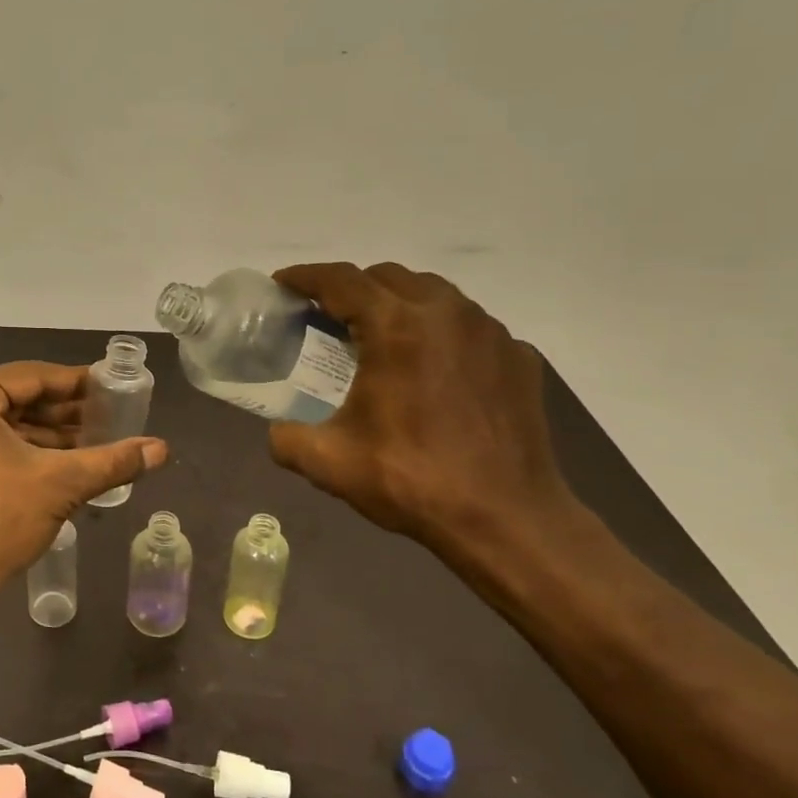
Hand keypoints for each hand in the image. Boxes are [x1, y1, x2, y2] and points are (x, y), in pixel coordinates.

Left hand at [0, 361, 167, 617]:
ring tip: (97, 439)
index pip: (32, 377)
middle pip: (17, 398)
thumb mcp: (60, 483)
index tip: (114, 386)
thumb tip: (162, 448)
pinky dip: (24, 449)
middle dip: (65, 412)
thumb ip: (112, 461)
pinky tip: (65, 458)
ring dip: (48, 433)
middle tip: (111, 416)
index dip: (78, 383)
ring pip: (4, 421)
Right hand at [267, 263, 578, 562]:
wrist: (507, 520)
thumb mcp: (329, 462)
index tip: (282, 284)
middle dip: (351, 288)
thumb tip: (278, 432)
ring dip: (397, 303)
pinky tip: (432, 369)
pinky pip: (469, 326)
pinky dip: (440, 333)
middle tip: (327, 317)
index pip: (340, 280)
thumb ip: (287, 439)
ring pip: (433, 293)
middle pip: (387, 276)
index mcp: (396, 327)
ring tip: (379, 337)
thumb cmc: (412, 481)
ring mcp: (489, 332)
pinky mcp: (518, 357)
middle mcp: (446, 312)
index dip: (305, 277)